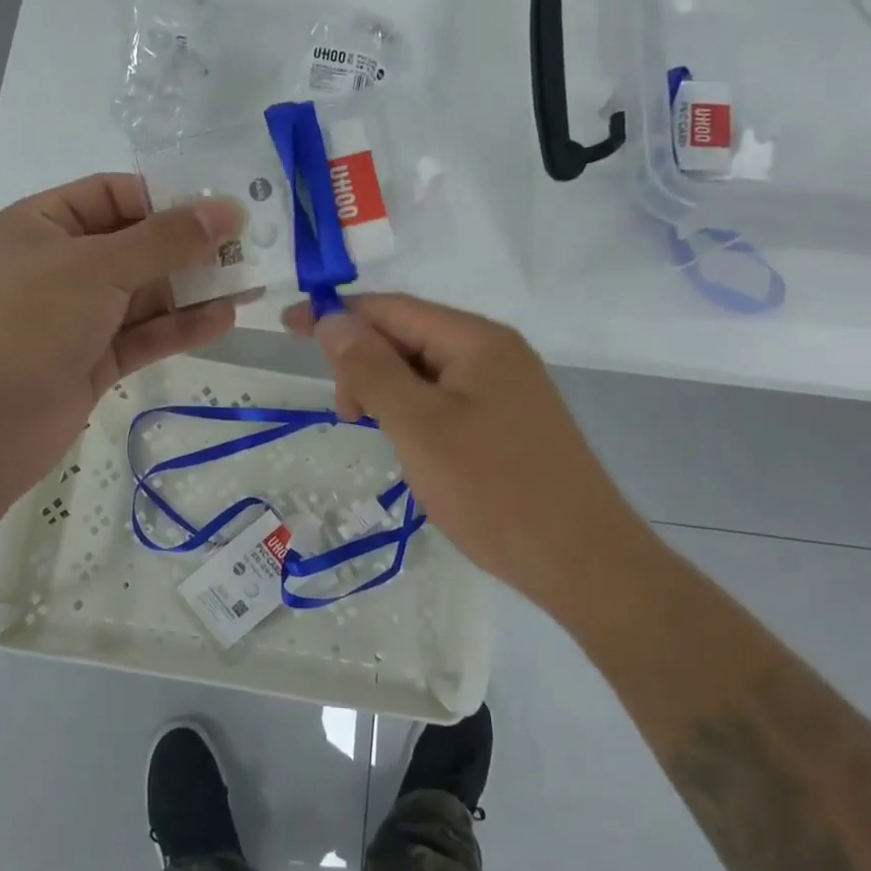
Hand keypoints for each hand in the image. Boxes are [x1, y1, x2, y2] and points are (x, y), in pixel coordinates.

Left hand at [0, 174, 244, 525]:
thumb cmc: (27, 324)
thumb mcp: (98, 267)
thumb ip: (166, 239)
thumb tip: (227, 211)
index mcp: (42, 225)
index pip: (113, 194)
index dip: (167, 198)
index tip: (221, 209)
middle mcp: (58, 266)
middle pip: (135, 245)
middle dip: (189, 247)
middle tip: (249, 248)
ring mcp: (74, 317)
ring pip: (143, 295)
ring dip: (192, 289)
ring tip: (251, 284)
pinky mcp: (90, 361)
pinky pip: (141, 335)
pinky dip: (179, 328)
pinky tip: (224, 320)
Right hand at [284, 294, 645, 604]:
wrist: (583, 562)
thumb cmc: (494, 489)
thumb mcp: (419, 426)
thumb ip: (371, 369)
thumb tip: (331, 319)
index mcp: (476, 340)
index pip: (392, 308)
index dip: (337, 314)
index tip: (287, 327)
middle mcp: (494, 352)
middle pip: (409, 336)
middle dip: (364, 362)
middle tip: (346, 414)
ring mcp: (505, 388)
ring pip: (424, 371)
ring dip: (386, 390)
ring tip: (372, 432)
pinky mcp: (507, 422)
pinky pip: (445, 399)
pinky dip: (413, 412)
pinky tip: (406, 442)